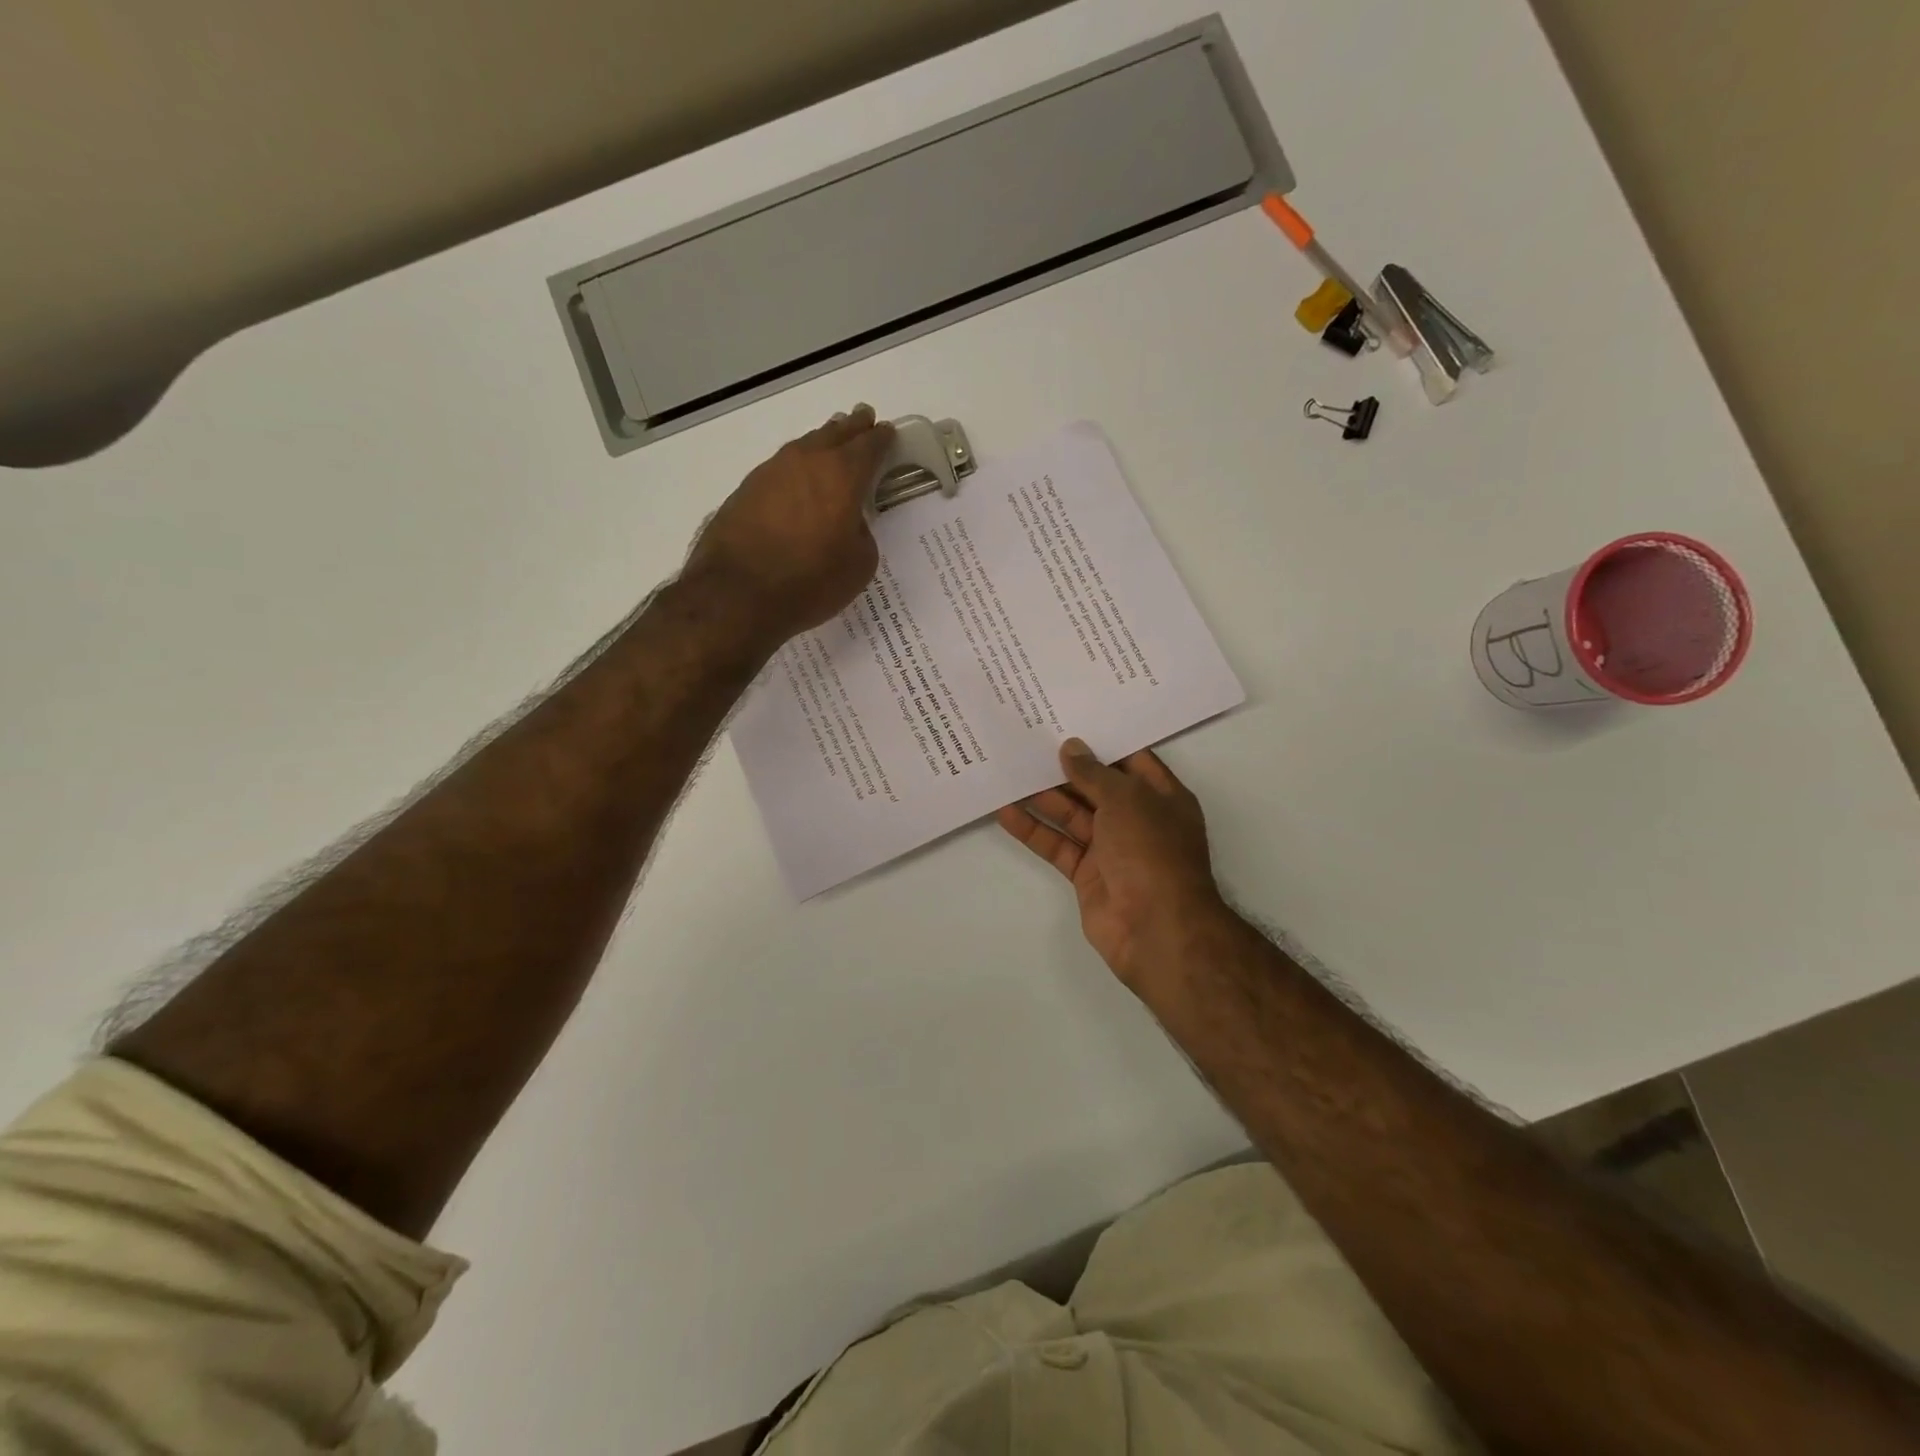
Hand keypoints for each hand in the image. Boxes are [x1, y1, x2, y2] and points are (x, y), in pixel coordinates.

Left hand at [686, 405, 896, 642]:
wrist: (738, 593)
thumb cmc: (810, 581)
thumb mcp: (858, 565)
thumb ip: (861, 534)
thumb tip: (848, 524)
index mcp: (843, 475)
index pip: (869, 445)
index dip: (881, 438)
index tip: (887, 432)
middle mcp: (806, 461)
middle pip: (834, 433)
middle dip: (852, 427)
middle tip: (862, 419)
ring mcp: (771, 472)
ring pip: (804, 446)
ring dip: (821, 442)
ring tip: (831, 442)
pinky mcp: (746, 490)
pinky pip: (780, 468)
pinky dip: (795, 469)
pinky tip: (797, 480)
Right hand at [997, 738, 1227, 989]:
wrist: (1156, 928)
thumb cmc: (1151, 851)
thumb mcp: (1126, 799)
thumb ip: (1094, 773)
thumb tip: (1070, 748)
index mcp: (1161, 796)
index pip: (1130, 760)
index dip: (1101, 741)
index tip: (1067, 721)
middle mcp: (1138, 819)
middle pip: (1096, 787)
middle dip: (1065, 768)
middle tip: (1027, 742)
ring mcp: (1112, 849)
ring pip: (1072, 815)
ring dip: (1043, 797)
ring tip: (1009, 771)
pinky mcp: (1087, 874)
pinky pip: (1058, 845)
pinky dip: (1034, 830)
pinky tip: (1005, 811)